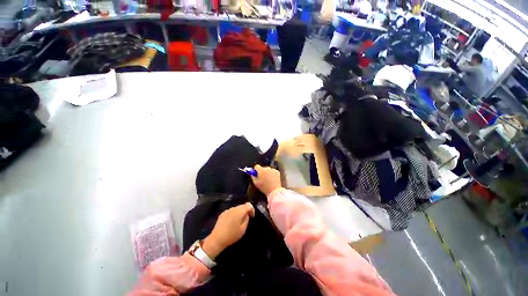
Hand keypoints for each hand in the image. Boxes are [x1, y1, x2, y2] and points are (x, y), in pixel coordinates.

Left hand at [202, 202, 254, 259]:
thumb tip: (247, 214)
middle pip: (242, 206)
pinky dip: (234, 214)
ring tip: (240, 221)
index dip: (252, 210)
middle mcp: (233, 208)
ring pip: (236, 208)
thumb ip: (247, 219)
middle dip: (246, 210)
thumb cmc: (231, 235)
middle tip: (247, 218)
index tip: (252, 216)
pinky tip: (232, 222)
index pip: (248, 205)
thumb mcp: (243, 229)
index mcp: (239, 211)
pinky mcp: (222, 214)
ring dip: (240, 212)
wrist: (217, 239)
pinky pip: (231, 211)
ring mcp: (227, 210)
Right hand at [251, 165, 281, 195]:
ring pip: (268, 170)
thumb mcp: (256, 183)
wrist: (274, 191)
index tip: (256, 173)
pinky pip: (273, 171)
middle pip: (263, 168)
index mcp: (261, 170)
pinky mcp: (277, 172)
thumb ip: (253, 176)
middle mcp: (267, 168)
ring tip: (268, 180)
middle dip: (262, 172)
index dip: (256, 170)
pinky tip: (272, 180)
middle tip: (262, 178)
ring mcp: (273, 169)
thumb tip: (252, 173)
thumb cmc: (264, 187)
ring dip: (267, 173)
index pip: (256, 166)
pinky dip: (272, 174)